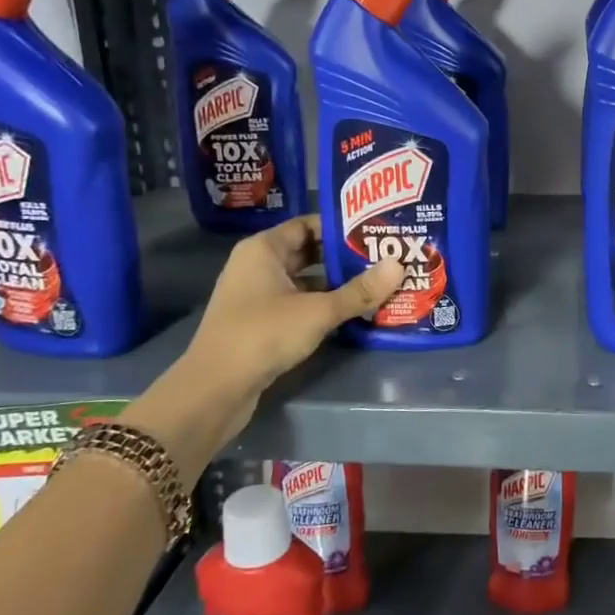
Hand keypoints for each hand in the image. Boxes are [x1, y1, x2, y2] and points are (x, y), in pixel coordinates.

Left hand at [189, 215, 403, 398]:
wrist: (215, 389)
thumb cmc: (263, 334)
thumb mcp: (318, 311)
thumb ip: (359, 290)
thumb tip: (399, 264)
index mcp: (264, 249)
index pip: (308, 224)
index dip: (341, 227)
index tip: (376, 232)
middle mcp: (258, 266)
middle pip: (309, 252)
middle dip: (345, 257)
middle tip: (384, 258)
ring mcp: (258, 296)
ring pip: (306, 280)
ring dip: (337, 284)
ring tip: (378, 284)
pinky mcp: (261, 322)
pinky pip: (299, 303)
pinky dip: (323, 305)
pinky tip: (354, 312)